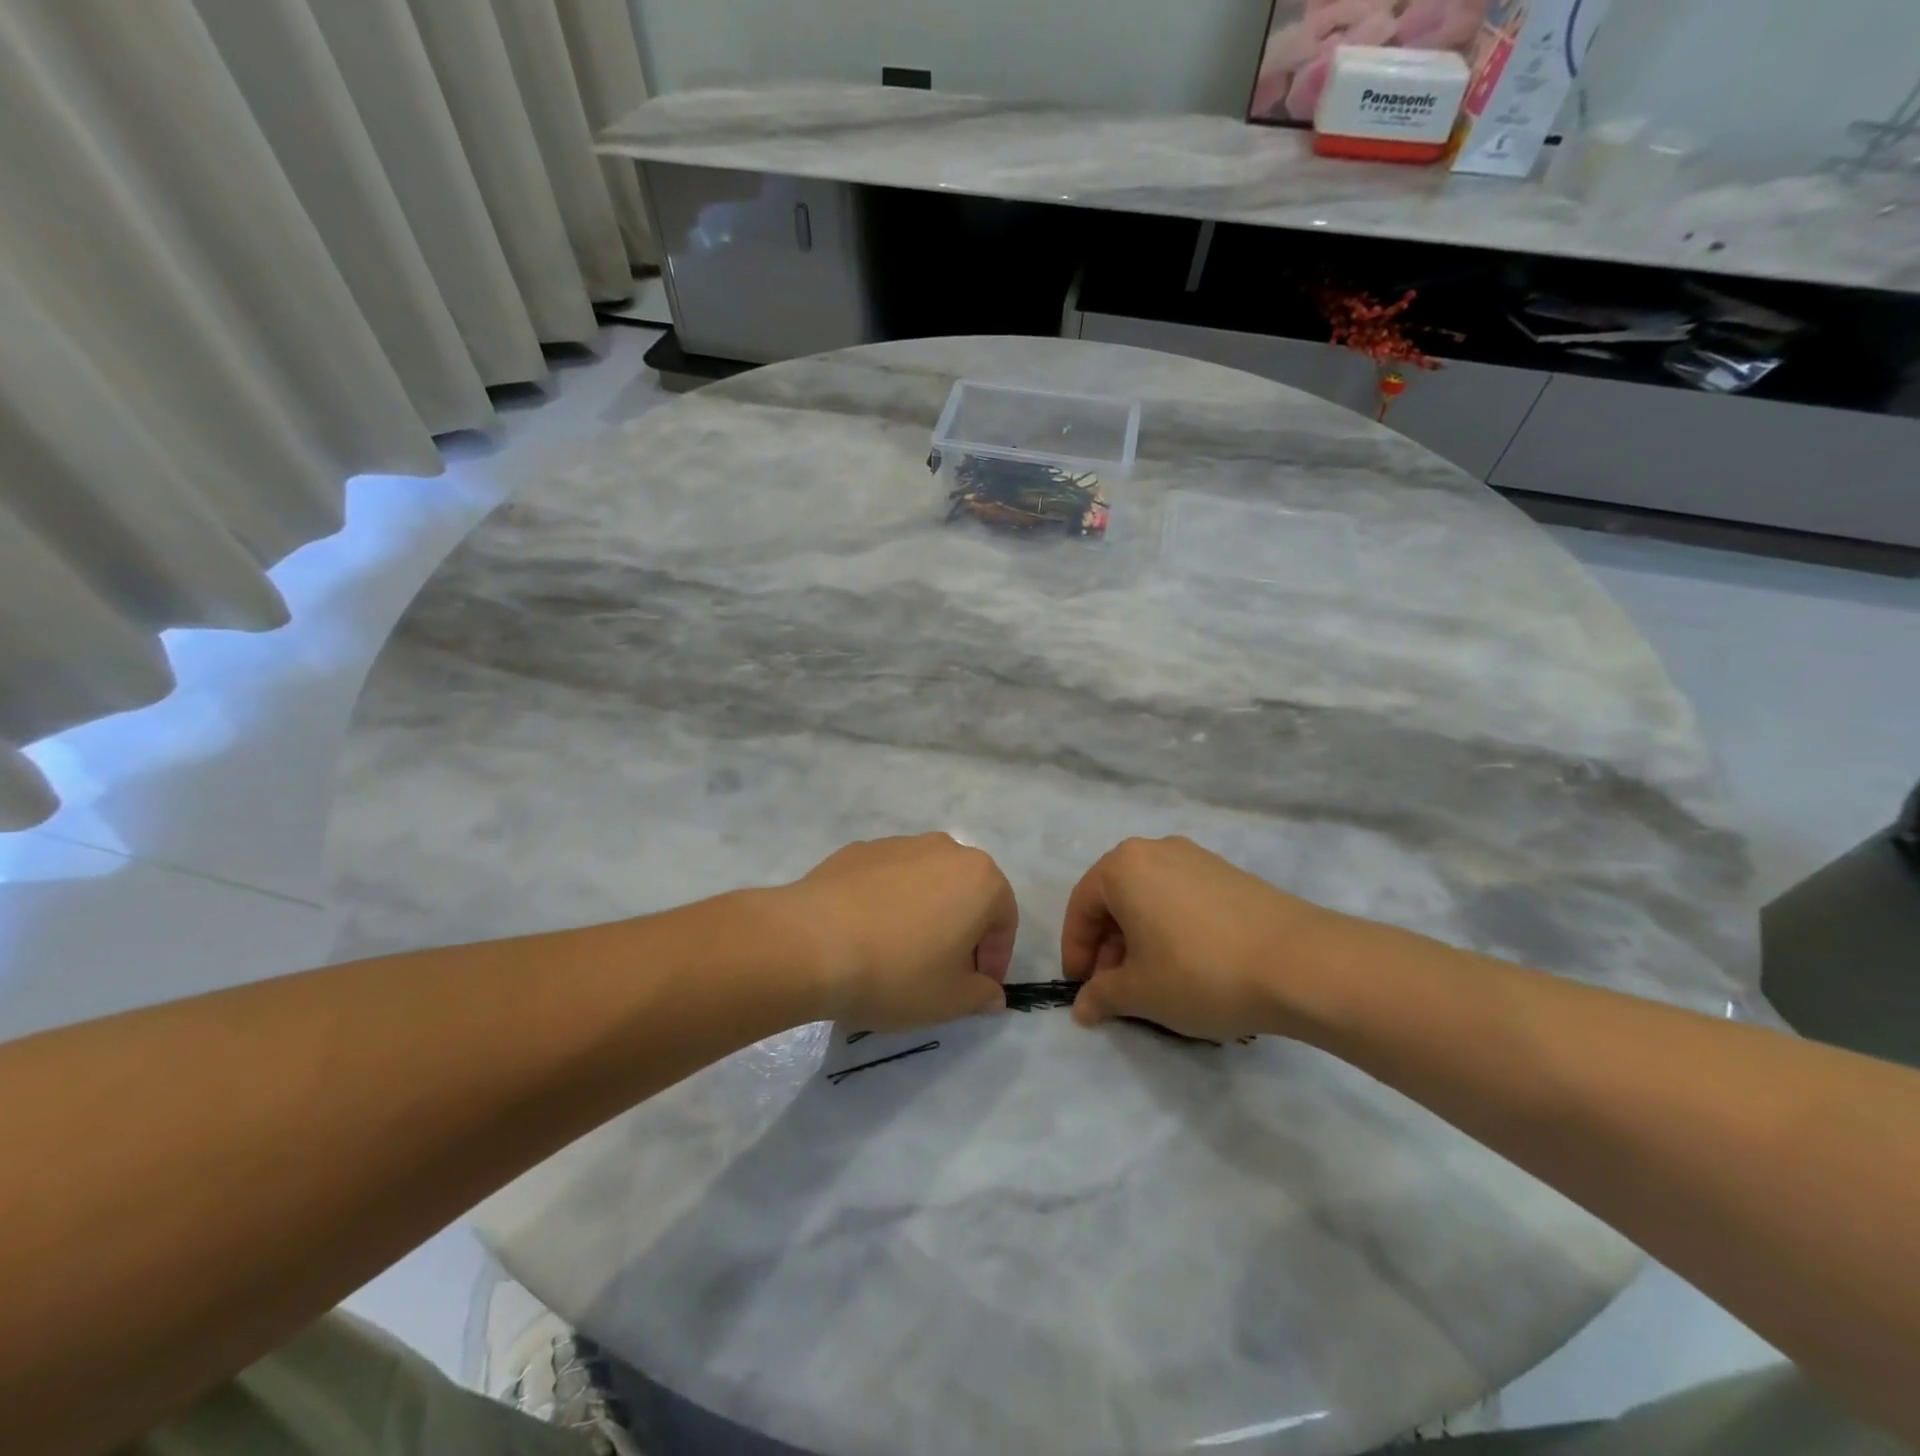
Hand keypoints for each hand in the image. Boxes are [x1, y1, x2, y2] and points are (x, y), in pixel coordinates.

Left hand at [782, 834, 1014, 1031]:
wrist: (812, 943)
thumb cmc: (897, 972)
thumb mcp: (949, 1000)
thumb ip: (981, 995)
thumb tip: (992, 993)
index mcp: (980, 878)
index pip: (1004, 920)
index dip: (995, 959)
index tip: (976, 988)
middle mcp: (945, 849)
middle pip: (966, 894)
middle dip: (961, 931)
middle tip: (943, 971)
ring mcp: (899, 844)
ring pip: (926, 882)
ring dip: (924, 913)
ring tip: (899, 952)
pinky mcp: (859, 850)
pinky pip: (887, 879)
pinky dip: (888, 902)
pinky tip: (866, 934)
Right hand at [1062, 836, 1359, 1042]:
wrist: (1301, 963)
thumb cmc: (1200, 972)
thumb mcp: (1140, 993)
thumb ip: (1101, 996)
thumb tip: (1082, 1007)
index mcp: (1123, 866)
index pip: (1082, 906)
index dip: (1076, 951)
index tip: (1082, 989)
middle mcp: (1156, 850)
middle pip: (1116, 899)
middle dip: (1109, 947)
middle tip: (1116, 989)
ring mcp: (1198, 858)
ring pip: (1151, 898)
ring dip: (1140, 939)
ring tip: (1154, 982)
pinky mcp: (1230, 874)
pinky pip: (1183, 898)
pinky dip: (1172, 928)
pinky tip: (1190, 966)